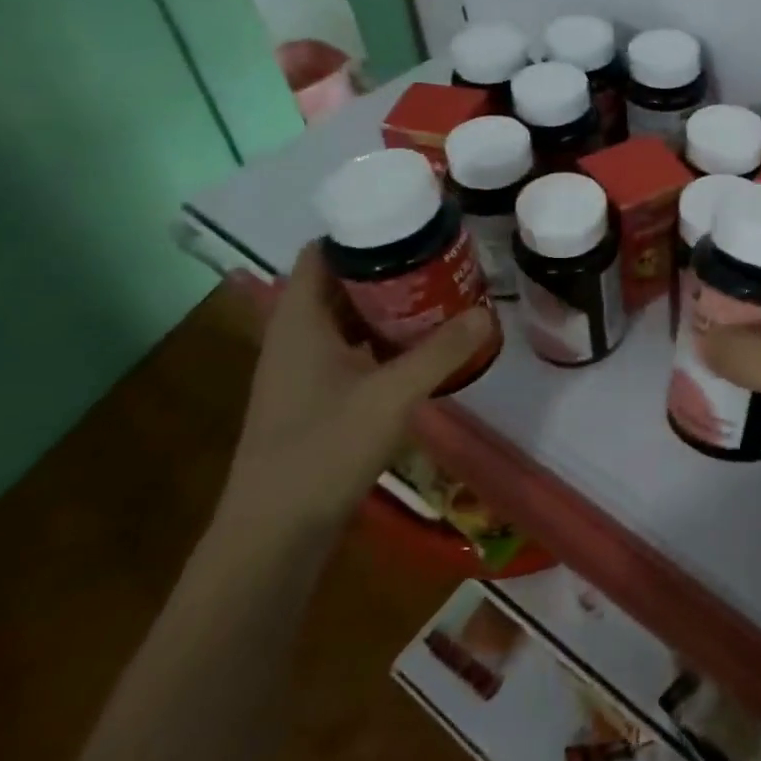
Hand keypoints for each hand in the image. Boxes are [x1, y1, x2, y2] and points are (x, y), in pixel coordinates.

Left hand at [218, 243, 492, 545]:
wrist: (274, 534)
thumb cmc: (323, 450)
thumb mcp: (392, 395)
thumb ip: (441, 352)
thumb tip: (487, 312)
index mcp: (299, 320)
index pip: (323, 253)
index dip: (362, 233)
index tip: (410, 226)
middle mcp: (295, 336)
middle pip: (339, 283)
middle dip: (387, 269)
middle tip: (439, 259)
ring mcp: (301, 370)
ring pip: (346, 319)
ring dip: (387, 306)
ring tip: (438, 294)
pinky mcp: (313, 398)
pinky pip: (349, 350)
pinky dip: (381, 340)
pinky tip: (419, 348)